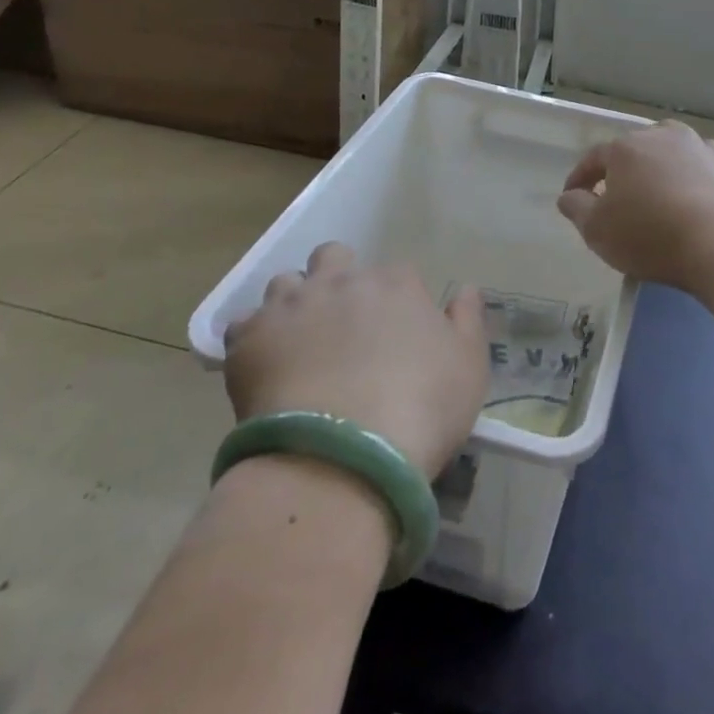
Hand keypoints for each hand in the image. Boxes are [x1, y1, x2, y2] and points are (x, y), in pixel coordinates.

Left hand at [221, 243, 488, 479]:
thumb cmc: (422, 409)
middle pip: (334, 257)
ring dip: (293, 304)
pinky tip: (264, 368)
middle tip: (342, 325)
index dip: (397, 301)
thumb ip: (467, 320)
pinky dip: (254, 339)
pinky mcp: (249, 337)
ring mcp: (291, 305)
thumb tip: (465, 289)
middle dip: (337, 278)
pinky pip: (244, 324)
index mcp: (396, 283)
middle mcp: (342, 280)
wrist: (345, 456)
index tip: (396, 335)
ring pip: (285, 282)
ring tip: (298, 346)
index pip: (398, 273)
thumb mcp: (469, 367)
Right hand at [557, 121, 713, 292]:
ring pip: (663, 153)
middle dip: (617, 173)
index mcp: (624, 147)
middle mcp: (659, 135)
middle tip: (612, 201)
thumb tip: (569, 195)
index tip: (572, 198)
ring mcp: (695, 145)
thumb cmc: (650, 235)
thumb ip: (576, 208)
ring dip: (652, 171)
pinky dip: (684, 175)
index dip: (579, 179)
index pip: (593, 159)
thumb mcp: (597, 230)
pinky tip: (685, 192)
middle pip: (629, 152)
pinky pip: (693, 165)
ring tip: (650, 195)